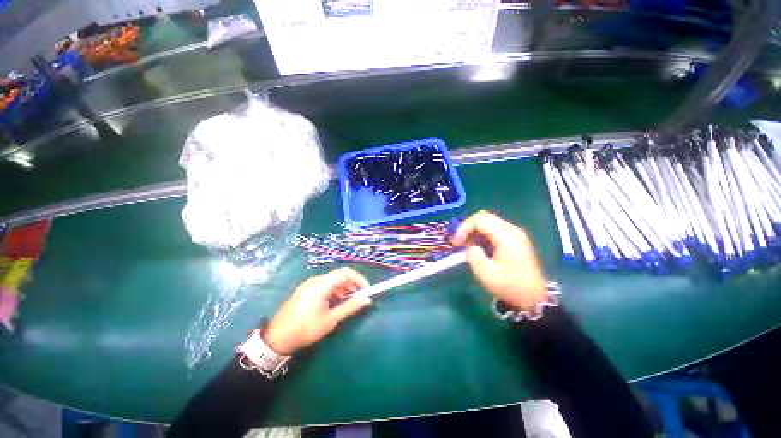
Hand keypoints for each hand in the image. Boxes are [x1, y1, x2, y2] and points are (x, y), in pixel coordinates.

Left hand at [265, 268, 371, 354]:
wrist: (276, 338)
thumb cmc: (305, 329)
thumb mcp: (330, 319)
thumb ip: (350, 307)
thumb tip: (366, 299)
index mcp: (321, 284)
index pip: (346, 272)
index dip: (359, 279)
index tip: (366, 290)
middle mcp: (316, 280)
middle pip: (339, 276)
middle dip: (352, 285)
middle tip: (359, 298)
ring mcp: (309, 285)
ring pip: (332, 281)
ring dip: (343, 289)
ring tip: (348, 302)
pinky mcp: (306, 290)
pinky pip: (325, 286)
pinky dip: (334, 292)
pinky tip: (335, 303)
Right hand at [451, 211, 547, 310]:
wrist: (533, 298)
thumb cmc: (509, 285)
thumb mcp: (485, 272)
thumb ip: (473, 253)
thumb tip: (471, 245)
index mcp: (506, 235)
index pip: (479, 219)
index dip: (464, 227)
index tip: (456, 242)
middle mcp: (512, 229)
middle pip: (484, 217)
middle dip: (468, 227)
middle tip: (459, 241)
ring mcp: (515, 233)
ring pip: (489, 222)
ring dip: (475, 230)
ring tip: (466, 245)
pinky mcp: (515, 239)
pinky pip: (495, 229)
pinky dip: (483, 234)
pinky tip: (478, 247)